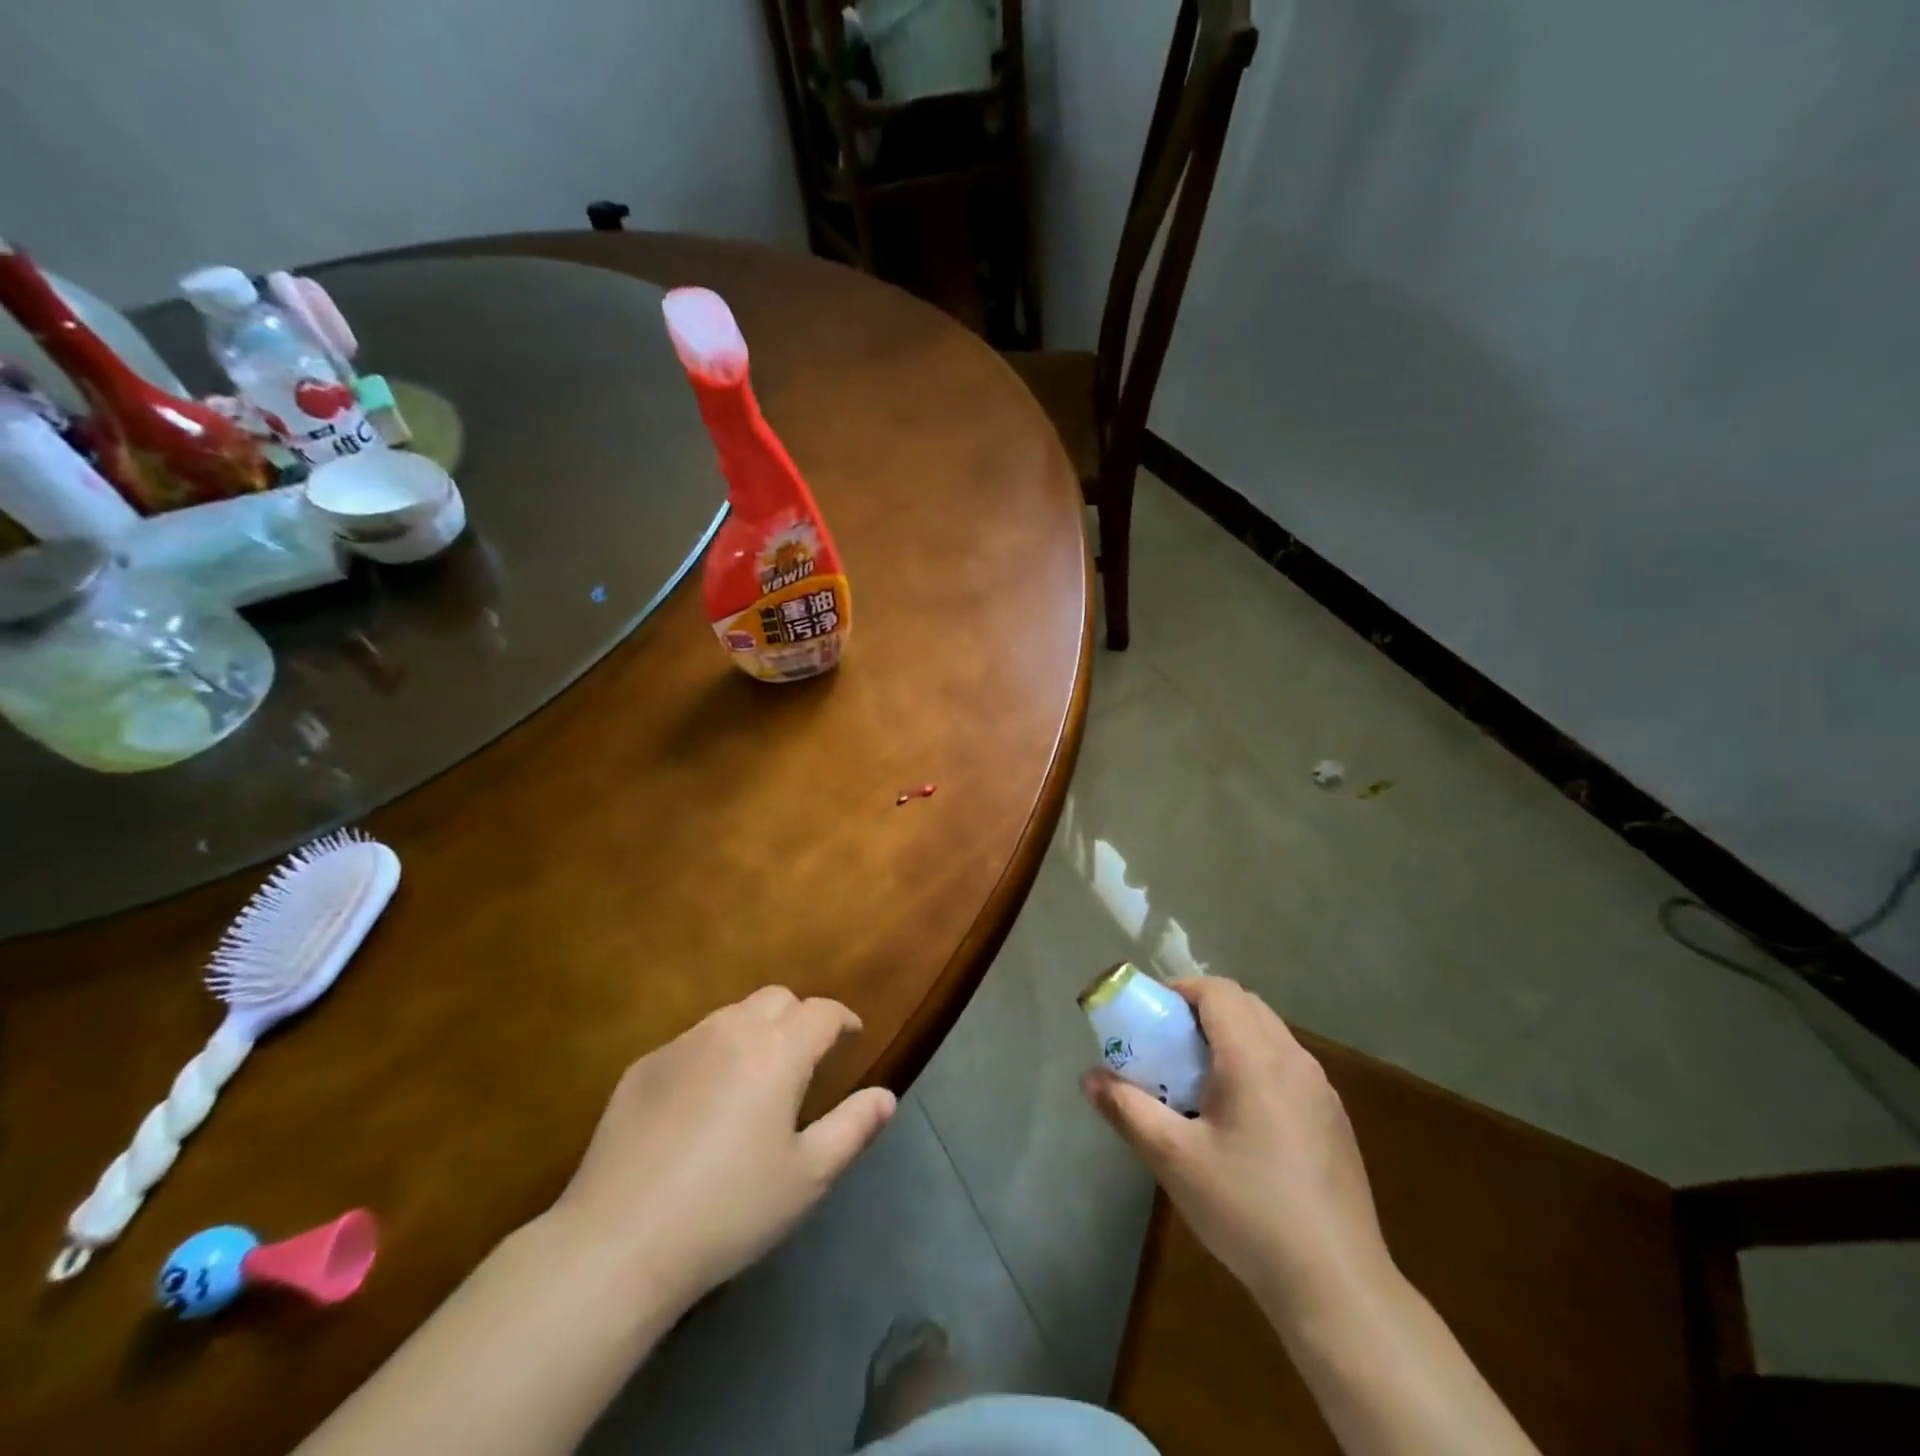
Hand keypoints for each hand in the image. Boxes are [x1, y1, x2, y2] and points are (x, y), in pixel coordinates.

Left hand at [549, 986, 896, 1309]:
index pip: (822, 1012)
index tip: (852, 1037)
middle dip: (800, 1017)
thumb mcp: (807, 1177)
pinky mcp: (642, 1068)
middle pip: (777, 999)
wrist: (619, 1243)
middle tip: (806, 1058)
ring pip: (732, 1015)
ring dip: (755, 1031)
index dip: (843, 1020)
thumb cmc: (728, 1210)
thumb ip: (853, 1128)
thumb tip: (886, 1096)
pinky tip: (702, 1104)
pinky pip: (692, 1042)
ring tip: (757, 1076)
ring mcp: (681, 1045)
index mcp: (778, 1051)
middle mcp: (731, 1031)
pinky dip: (713, 1054)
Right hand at [1081, 977, 1392, 1327]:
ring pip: (1269, 1033)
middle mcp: (1293, 1059)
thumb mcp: (1173, 1159)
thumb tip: (1088, 1078)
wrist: (1336, 1285)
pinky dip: (1256, 1064)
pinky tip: (1241, 1120)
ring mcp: (1321, 1089)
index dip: (1180, 990)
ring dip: (1230, 1037)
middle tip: (1168, 1046)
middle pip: (1244, 1004)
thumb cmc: (1246, 1209)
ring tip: (1199, 1082)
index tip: (1152, 1017)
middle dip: (1201, 1011)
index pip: (1217, 991)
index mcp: (1255, 1057)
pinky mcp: (1334, 1119)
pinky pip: (1287, 1065)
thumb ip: (1127, 1109)